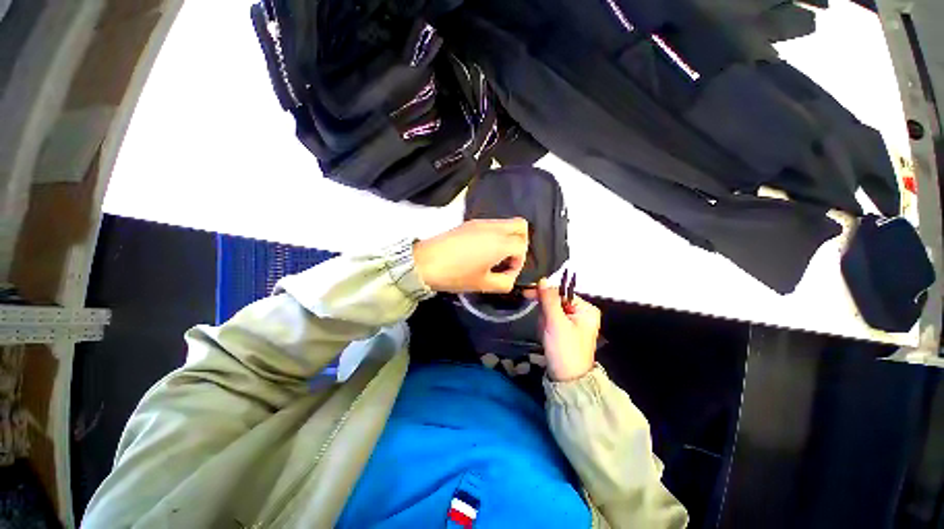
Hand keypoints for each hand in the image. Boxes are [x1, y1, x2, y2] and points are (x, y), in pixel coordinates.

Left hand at [413, 218, 528, 292]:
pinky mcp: (469, 222)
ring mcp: (480, 222)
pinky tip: (482, 250)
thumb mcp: (483, 285)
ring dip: (508, 238)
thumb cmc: (455, 275)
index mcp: (499, 243)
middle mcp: (493, 227)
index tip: (506, 274)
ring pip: (506, 222)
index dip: (519, 262)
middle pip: (520, 225)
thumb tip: (509, 277)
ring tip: (494, 256)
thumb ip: (504, 283)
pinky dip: (496, 234)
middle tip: (508, 259)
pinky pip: (492, 224)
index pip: (522, 246)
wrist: (424, 262)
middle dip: (521, 243)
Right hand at [536, 278, 600, 380]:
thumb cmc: (564, 349)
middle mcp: (582, 313)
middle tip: (544, 326)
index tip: (526, 293)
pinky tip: (547, 336)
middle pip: (556, 301)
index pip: (561, 292)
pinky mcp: (565, 330)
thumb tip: (542, 279)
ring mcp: (574, 322)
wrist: (566, 379)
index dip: (544, 293)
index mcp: (586, 309)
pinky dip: (545, 326)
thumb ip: (548, 300)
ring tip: (547, 334)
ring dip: (544, 321)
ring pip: (551, 311)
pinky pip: (551, 320)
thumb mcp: (556, 322)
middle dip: (545, 313)